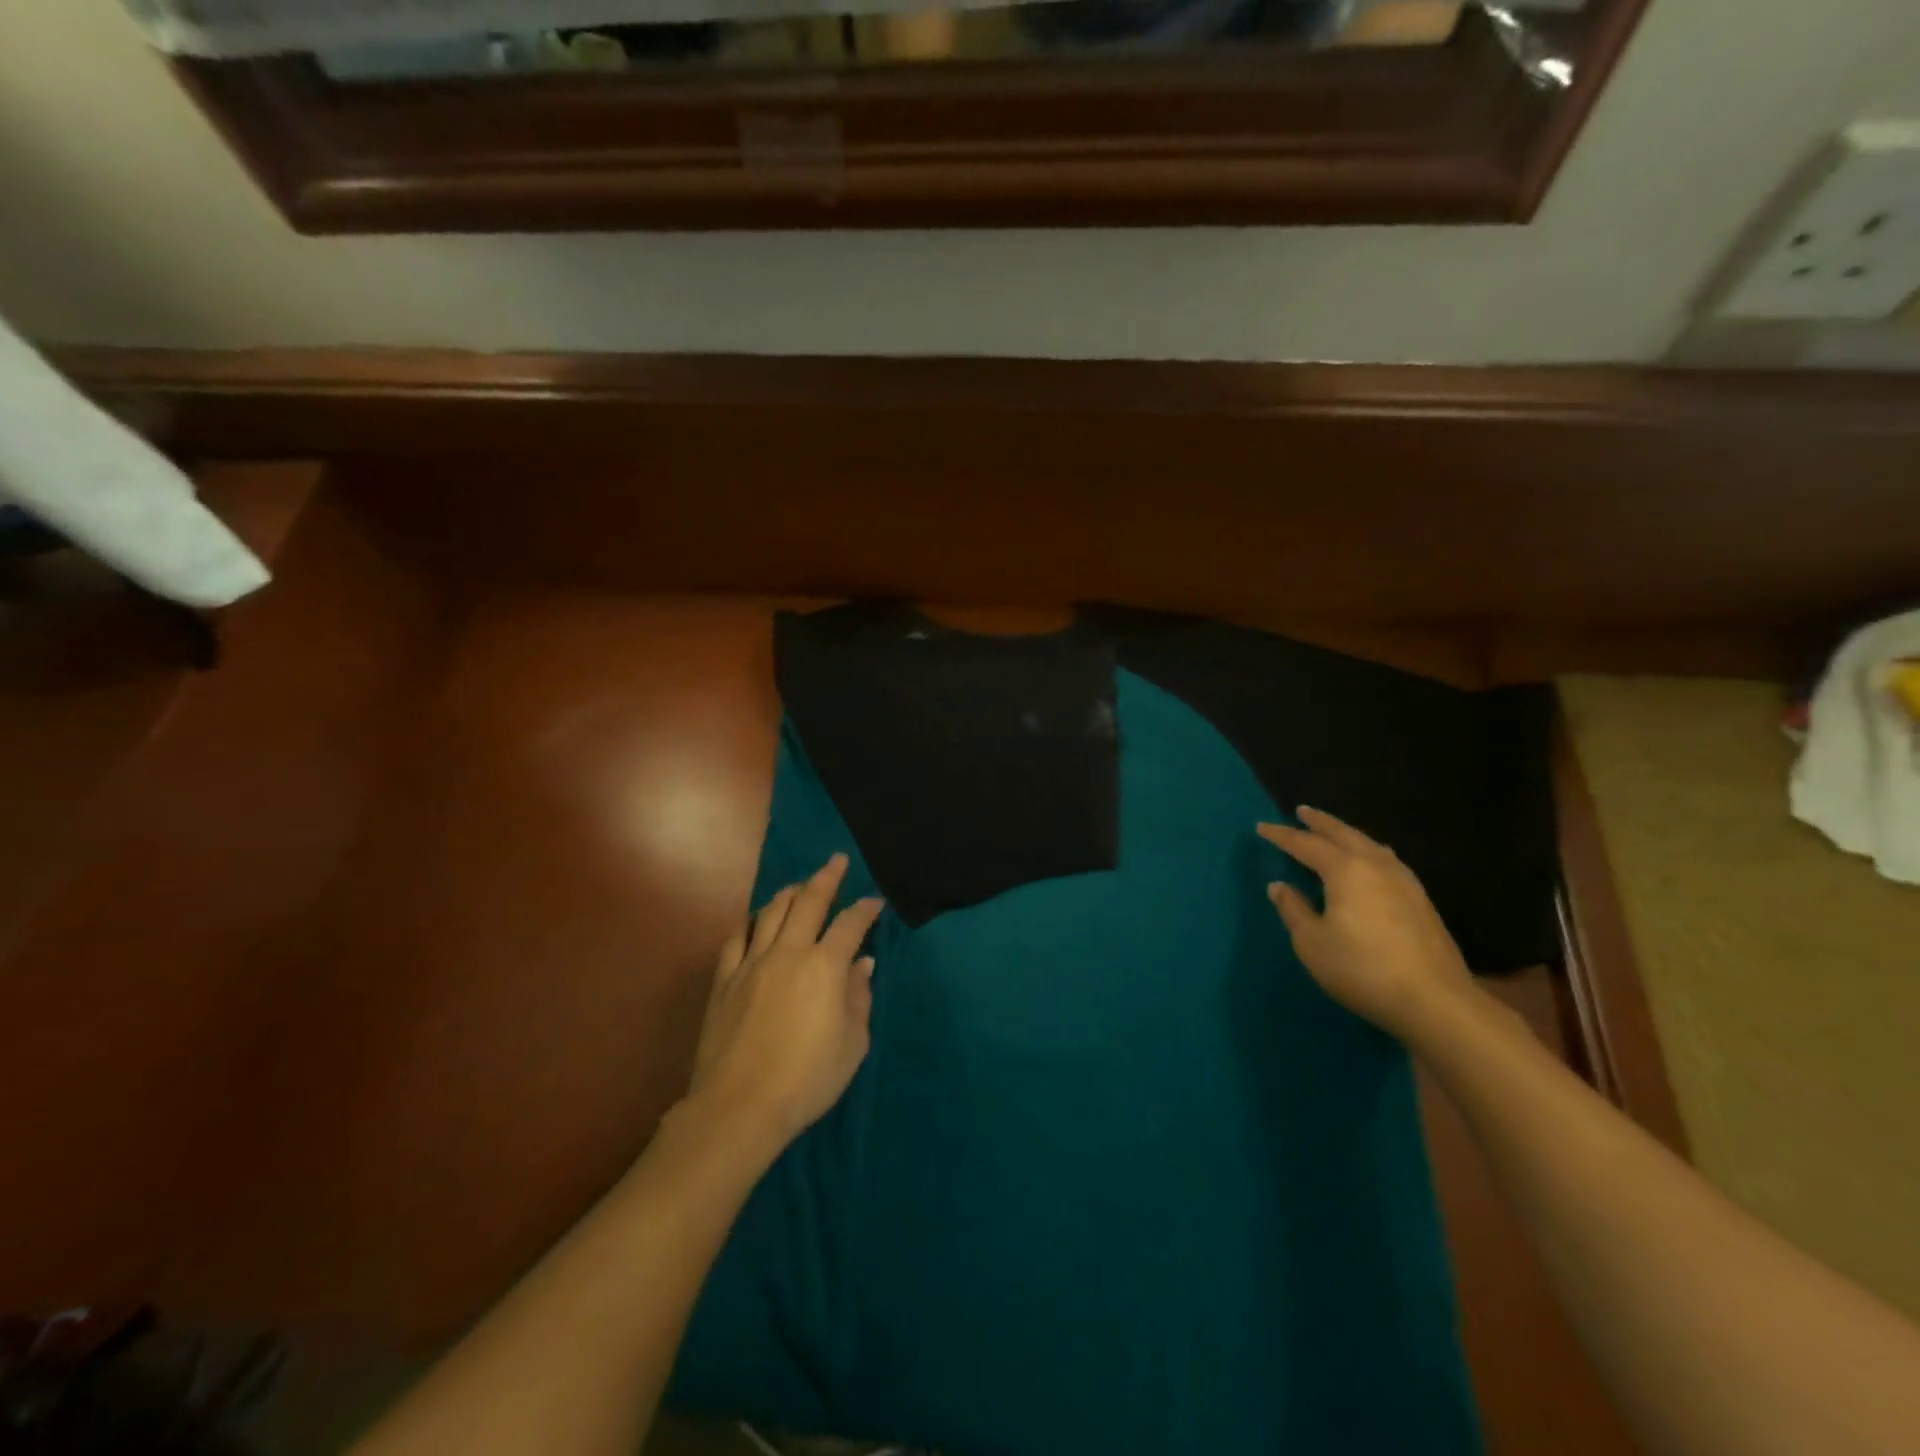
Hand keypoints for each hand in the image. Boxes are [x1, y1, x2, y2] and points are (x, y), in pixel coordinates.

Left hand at [689, 854, 883, 1147]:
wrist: (739, 1106)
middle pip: (808, 902)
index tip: (875, 901)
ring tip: (799, 886)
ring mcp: (751, 963)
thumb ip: (859, 997)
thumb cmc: (807, 1078)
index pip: (850, 924)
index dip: (865, 909)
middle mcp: (788, 952)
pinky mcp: (725, 980)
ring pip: (770, 912)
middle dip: (826, 877)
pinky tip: (755, 921)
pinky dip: (750, 923)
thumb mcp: (852, 1043)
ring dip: (789, 893)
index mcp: (824, 966)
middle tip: (836, 861)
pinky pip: (737, 939)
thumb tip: (862, 964)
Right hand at [1257, 807, 1473, 1040]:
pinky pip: (1385, 859)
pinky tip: (1368, 862)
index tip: (1261, 827)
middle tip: (1302, 811)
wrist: (1434, 1001)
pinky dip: (1367, 851)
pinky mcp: (1420, 899)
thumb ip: (1293, 910)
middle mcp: (1375, 865)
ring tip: (1333, 833)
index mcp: (1345, 870)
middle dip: (1320, 822)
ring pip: (1369, 844)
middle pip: (1343, 834)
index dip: (1281, 835)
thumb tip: (1279, 886)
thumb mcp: (1312, 943)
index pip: (1305, 844)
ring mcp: (1403, 880)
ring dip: (1346, 834)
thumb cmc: (1362, 969)